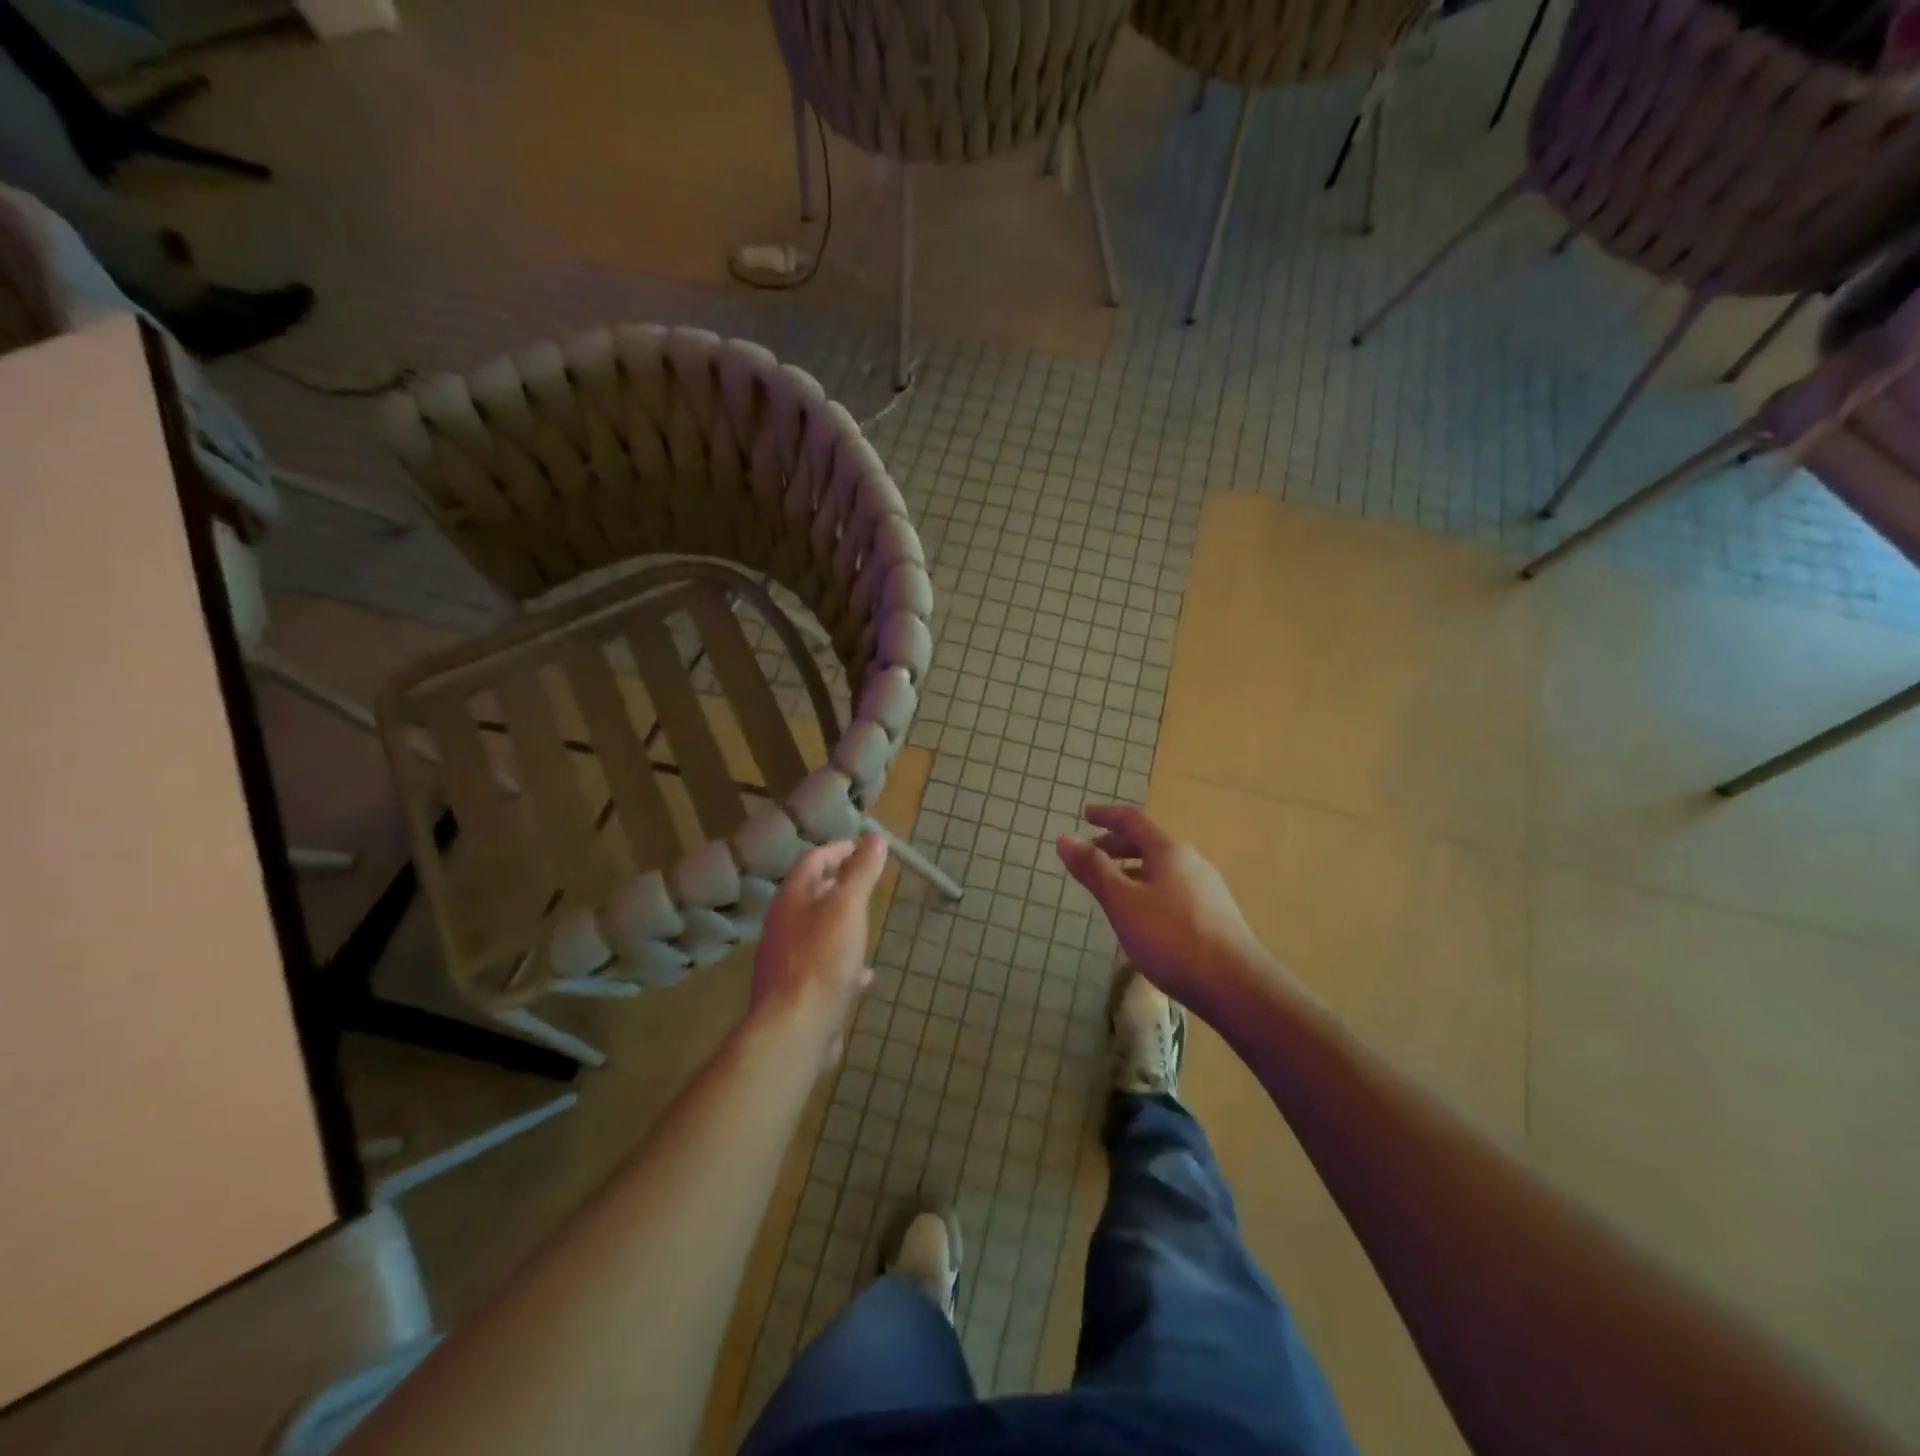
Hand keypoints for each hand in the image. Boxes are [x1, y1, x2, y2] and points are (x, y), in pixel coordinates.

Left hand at [751, 833, 886, 1069]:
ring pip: (818, 931)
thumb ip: (861, 872)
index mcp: (792, 898)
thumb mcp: (848, 908)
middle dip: (839, 885)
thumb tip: (874, 838)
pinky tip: (864, 976)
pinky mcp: (796, 992)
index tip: (865, 846)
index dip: (839, 849)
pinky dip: (843, 962)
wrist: (794, 1031)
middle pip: (812, 895)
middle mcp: (783, 925)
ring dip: (842, 923)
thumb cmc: (822, 960)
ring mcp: (787, 960)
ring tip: (868, 924)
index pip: (813, 860)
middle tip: (868, 881)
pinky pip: (823, 967)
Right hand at [1057, 805, 1275, 1022]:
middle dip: (1116, 846)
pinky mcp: (1215, 915)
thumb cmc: (1171, 937)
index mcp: (1168, 851)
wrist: (1235, 984)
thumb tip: (1064, 838)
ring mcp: (1207, 888)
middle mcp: (1191, 861)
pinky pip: (1173, 889)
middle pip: (1148, 843)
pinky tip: (1143, 918)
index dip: (1106, 815)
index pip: (1132, 820)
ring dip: (1132, 870)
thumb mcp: (1122, 902)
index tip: (1085, 814)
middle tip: (1091, 857)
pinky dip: (1149, 890)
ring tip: (1112, 890)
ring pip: (1161, 869)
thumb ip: (1093, 870)